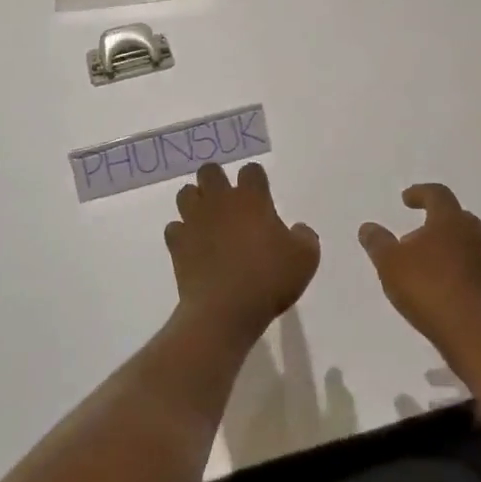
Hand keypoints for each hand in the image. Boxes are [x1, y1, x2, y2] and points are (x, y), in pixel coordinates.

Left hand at [165, 162, 318, 343]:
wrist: (224, 311)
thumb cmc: (269, 279)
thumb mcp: (306, 259)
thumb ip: (305, 237)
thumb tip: (298, 229)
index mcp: (252, 198)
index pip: (251, 170)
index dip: (255, 179)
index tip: (261, 196)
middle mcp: (220, 201)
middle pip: (210, 171)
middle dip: (217, 180)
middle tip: (229, 202)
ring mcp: (194, 221)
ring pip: (186, 193)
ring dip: (195, 201)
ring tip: (207, 219)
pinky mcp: (177, 244)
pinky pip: (174, 228)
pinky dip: (182, 233)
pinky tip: (192, 246)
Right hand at [358, 184, 480, 358]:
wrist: (477, 332)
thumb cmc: (429, 289)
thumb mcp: (390, 264)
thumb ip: (378, 243)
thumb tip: (368, 227)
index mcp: (450, 219)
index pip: (437, 194)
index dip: (420, 193)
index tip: (406, 199)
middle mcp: (475, 231)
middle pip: (455, 217)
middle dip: (435, 222)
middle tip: (416, 235)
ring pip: (467, 241)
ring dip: (448, 246)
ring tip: (428, 264)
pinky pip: (475, 266)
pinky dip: (459, 268)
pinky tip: (445, 286)